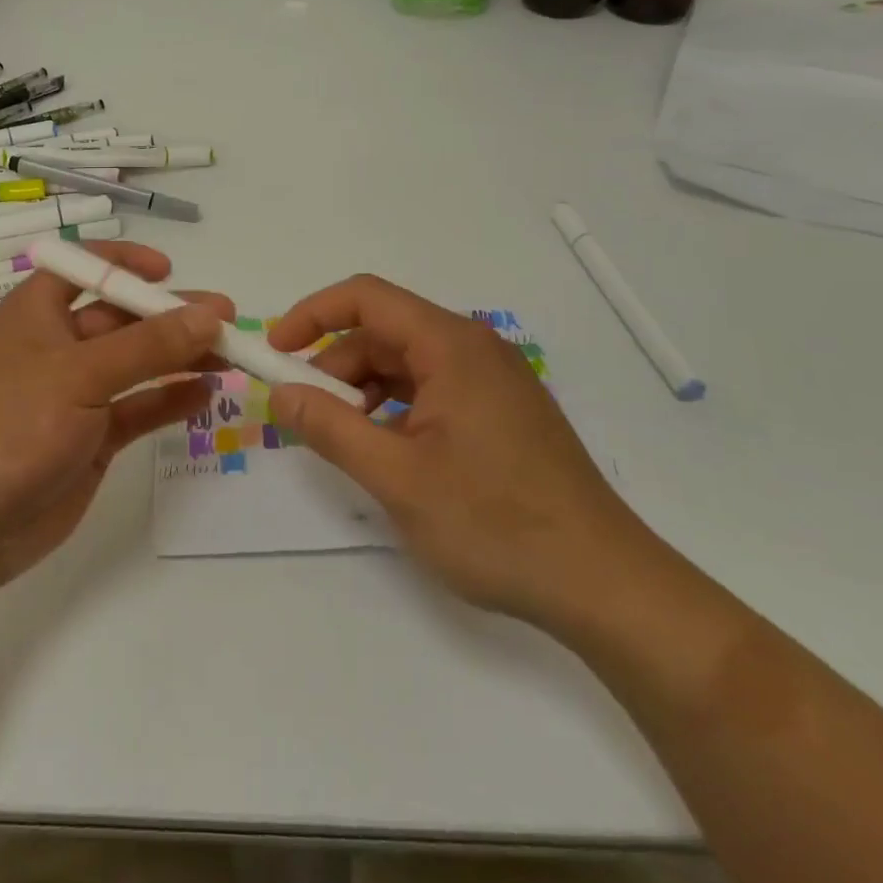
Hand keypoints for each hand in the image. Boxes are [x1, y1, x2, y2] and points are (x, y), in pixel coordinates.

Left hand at [0, 243, 232, 585]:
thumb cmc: (10, 425)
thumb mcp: (79, 375)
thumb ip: (147, 345)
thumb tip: (209, 315)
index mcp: (36, 313)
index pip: (82, 268)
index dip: (124, 261)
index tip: (168, 270)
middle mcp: (57, 346)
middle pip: (122, 317)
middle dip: (171, 315)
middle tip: (228, 318)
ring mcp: (75, 395)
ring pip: (137, 364)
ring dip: (180, 357)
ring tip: (232, 356)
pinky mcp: (92, 437)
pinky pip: (138, 408)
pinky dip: (170, 399)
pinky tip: (207, 394)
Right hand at [266, 274, 642, 625]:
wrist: (605, 586)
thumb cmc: (496, 524)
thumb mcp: (396, 477)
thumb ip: (330, 428)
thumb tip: (281, 394)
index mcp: (451, 346)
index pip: (366, 297)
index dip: (312, 314)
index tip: (276, 352)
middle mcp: (474, 348)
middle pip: (384, 332)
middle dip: (336, 365)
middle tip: (306, 415)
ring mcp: (493, 380)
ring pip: (407, 363)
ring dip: (364, 390)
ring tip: (346, 440)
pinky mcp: (503, 412)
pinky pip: (433, 389)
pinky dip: (396, 408)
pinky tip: (390, 452)